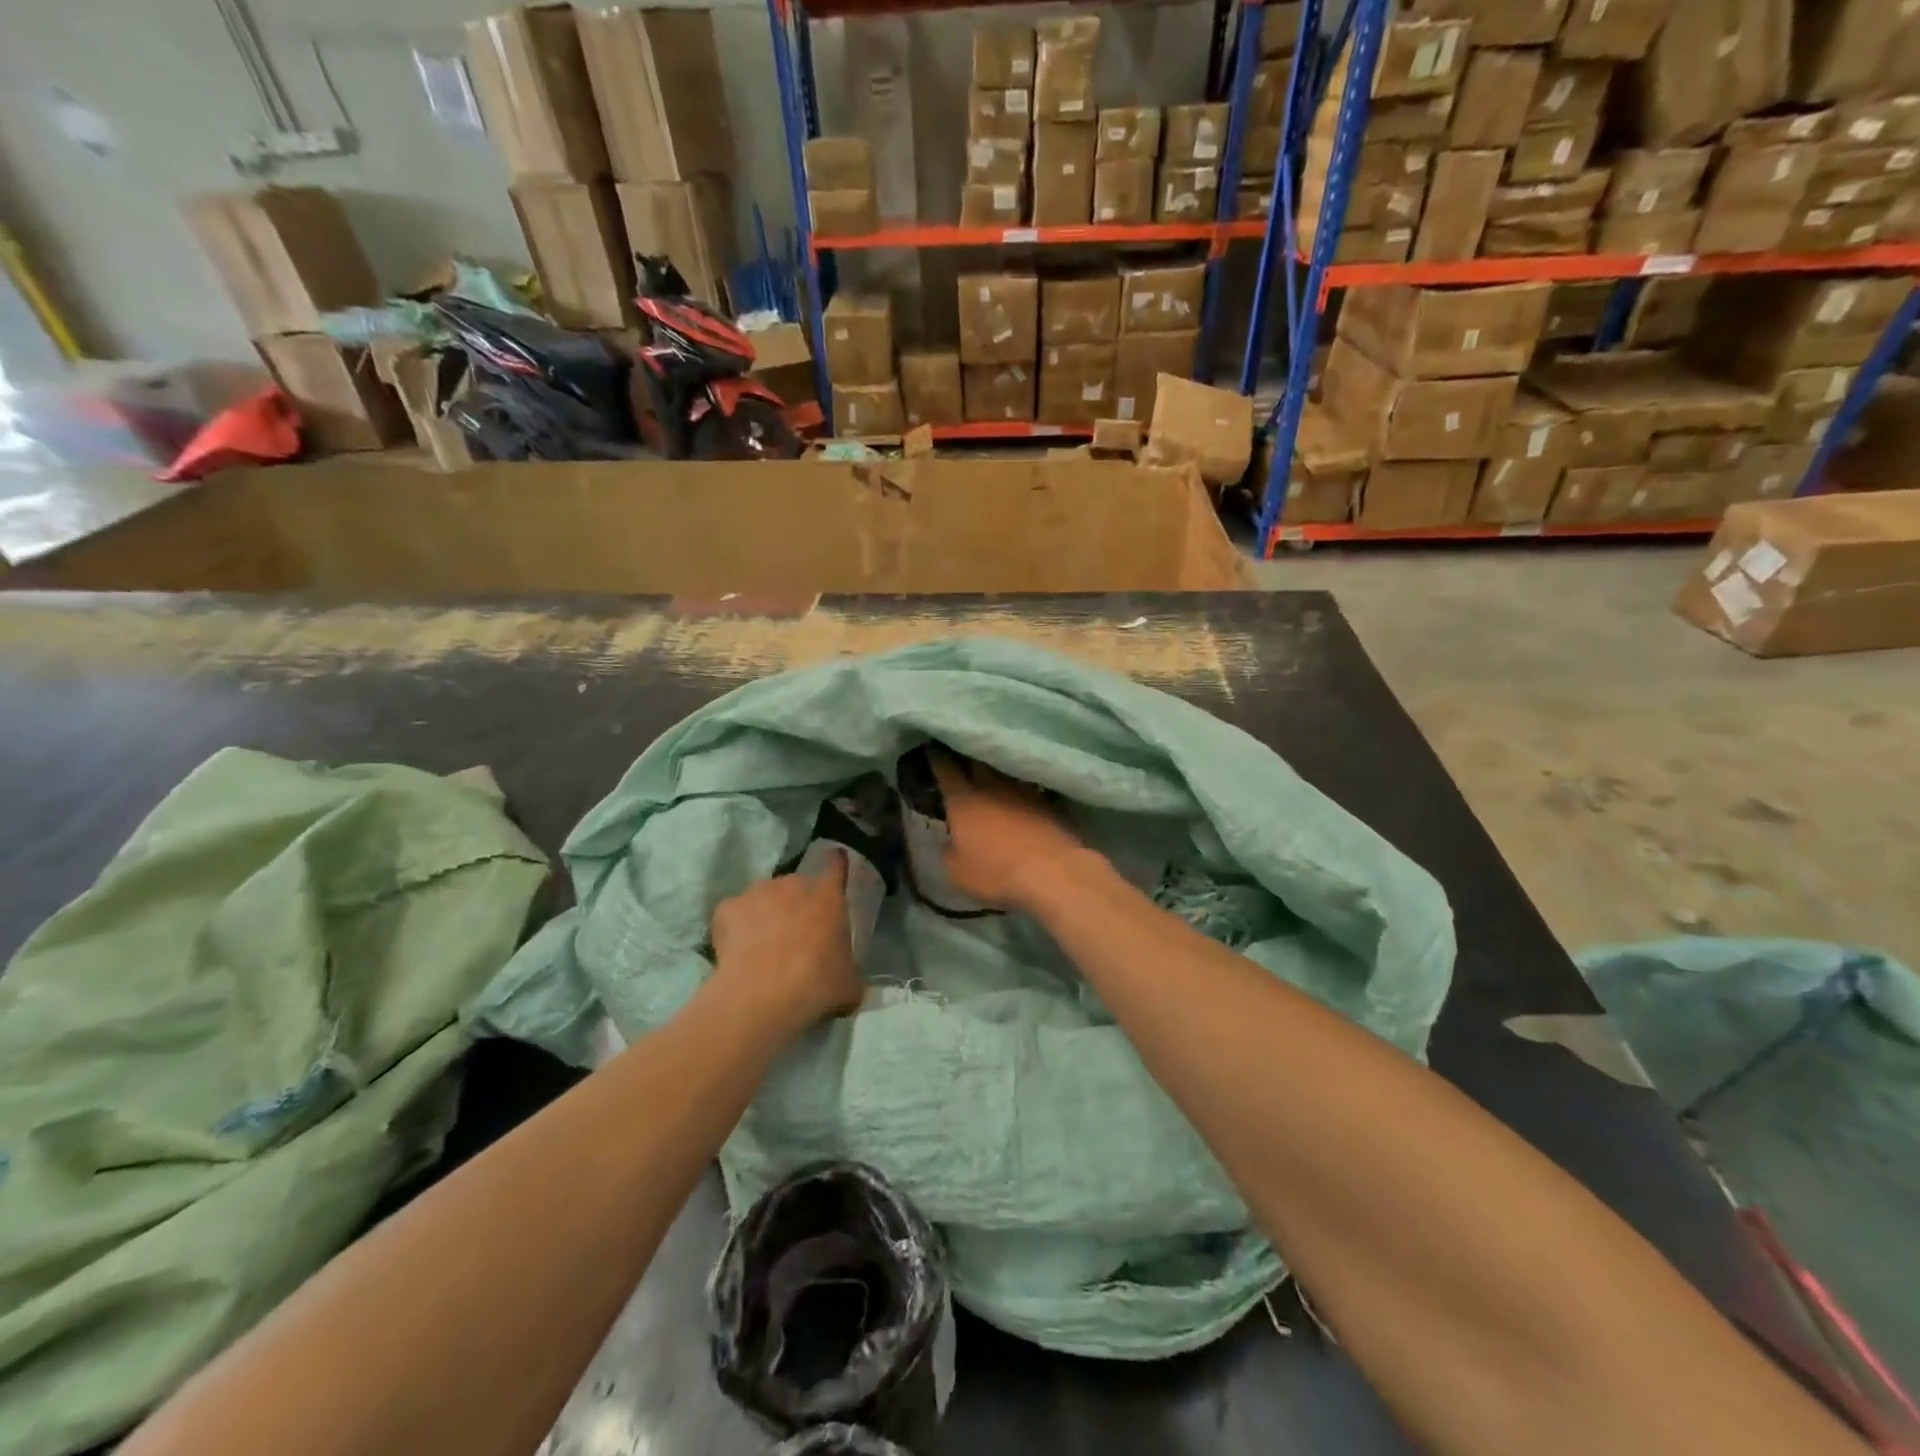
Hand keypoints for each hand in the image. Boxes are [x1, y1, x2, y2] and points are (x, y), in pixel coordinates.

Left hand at [710, 852, 863, 1035]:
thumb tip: (846, 979)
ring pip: (764, 898)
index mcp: (829, 898)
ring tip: (762, 948)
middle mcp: (794, 885)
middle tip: (794, 936)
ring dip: (765, 914)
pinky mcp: (727, 907)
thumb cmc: (817, 986)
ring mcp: (758, 892)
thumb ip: (848, 971)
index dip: (836, 864)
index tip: (835, 860)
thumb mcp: (849, 984)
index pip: (836, 867)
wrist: (763, 996)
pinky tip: (737, 953)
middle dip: (795, 904)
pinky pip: (734, 914)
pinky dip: (735, 929)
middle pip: (796, 886)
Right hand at [929, 751, 1093, 912]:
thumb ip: (950, 852)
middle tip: (961, 752)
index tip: (932, 748)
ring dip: (996, 770)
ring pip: (1005, 771)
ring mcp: (1023, 790)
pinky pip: (1030, 786)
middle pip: (977, 760)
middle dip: (967, 755)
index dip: (936, 758)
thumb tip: (951, 842)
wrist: (1052, 872)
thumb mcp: (957, 873)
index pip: (945, 769)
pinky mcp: (1049, 800)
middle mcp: (992, 786)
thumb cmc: (996, 873)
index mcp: (964, 800)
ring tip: (991, 771)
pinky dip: (1023, 787)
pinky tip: (1023, 792)